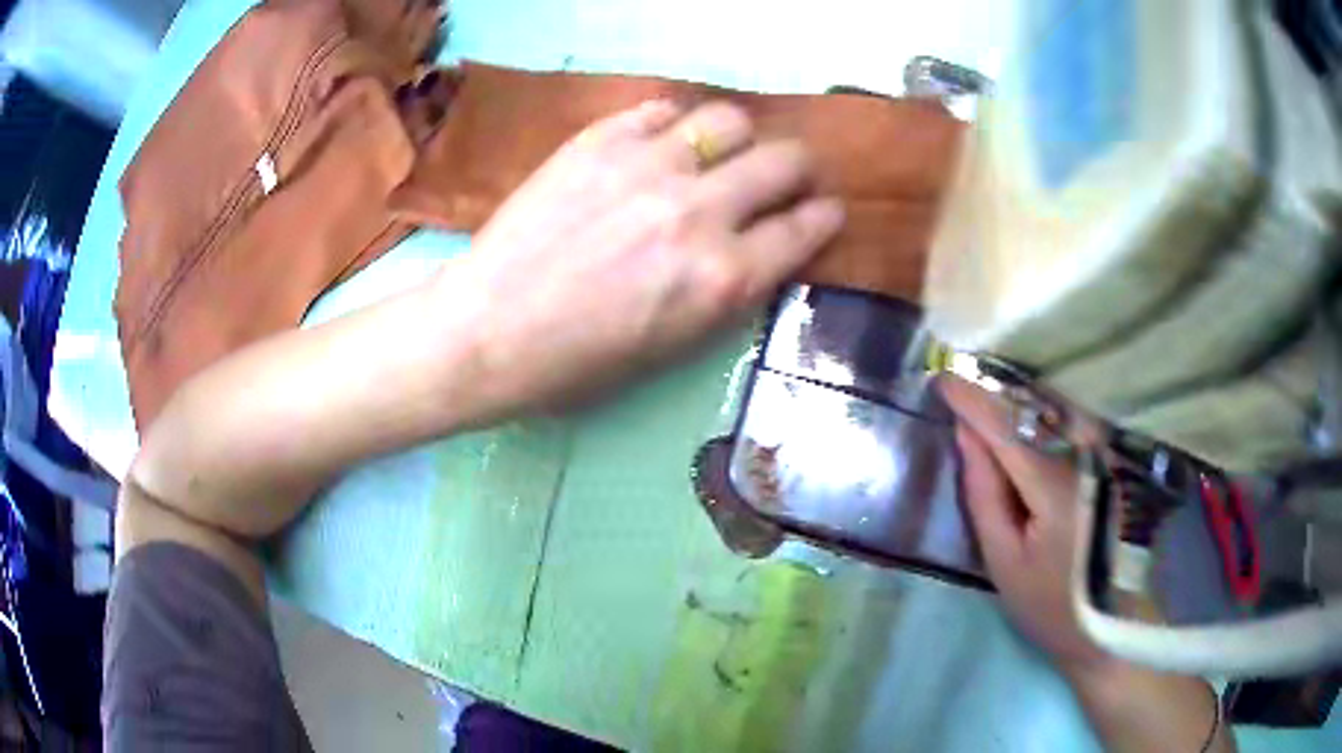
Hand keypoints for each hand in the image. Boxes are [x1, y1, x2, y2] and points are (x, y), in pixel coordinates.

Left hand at [445, 99, 843, 411]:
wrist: (486, 332)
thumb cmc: (576, 365)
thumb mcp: (674, 348)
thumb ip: (728, 290)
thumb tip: (758, 246)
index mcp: (723, 279)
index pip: (805, 228)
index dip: (823, 216)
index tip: (824, 209)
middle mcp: (700, 212)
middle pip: (784, 160)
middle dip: (798, 169)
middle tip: (786, 175)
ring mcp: (648, 166)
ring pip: (729, 120)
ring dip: (740, 137)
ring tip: (723, 152)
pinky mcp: (600, 141)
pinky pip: (661, 109)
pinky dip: (674, 123)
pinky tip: (663, 142)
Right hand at [940, 376, 1235, 751]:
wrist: (1108, 623)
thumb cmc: (1049, 604)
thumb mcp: (1003, 561)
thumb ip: (984, 493)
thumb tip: (967, 434)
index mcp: (1055, 487)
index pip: (1006, 428)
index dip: (972, 400)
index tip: (941, 379)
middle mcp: (1086, 458)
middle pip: (1034, 408)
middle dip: (995, 394)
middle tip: (961, 390)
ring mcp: (1104, 456)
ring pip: (1055, 409)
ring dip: (1019, 401)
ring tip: (988, 403)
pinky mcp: (1111, 463)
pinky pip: (1072, 423)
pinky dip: (1043, 416)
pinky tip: (1027, 423)